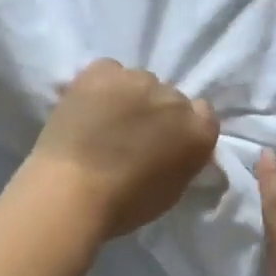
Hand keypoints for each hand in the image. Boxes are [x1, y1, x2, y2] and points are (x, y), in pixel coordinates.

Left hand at [16, 59, 219, 238]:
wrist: (72, 192)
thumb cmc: (125, 205)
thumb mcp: (172, 190)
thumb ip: (183, 160)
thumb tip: (174, 148)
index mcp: (199, 131)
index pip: (202, 113)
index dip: (182, 126)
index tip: (164, 140)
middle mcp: (175, 98)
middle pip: (170, 96)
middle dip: (155, 111)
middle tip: (131, 134)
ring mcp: (138, 80)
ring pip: (139, 81)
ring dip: (129, 96)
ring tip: (104, 119)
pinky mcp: (102, 72)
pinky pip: (108, 70)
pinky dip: (101, 85)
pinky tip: (87, 106)